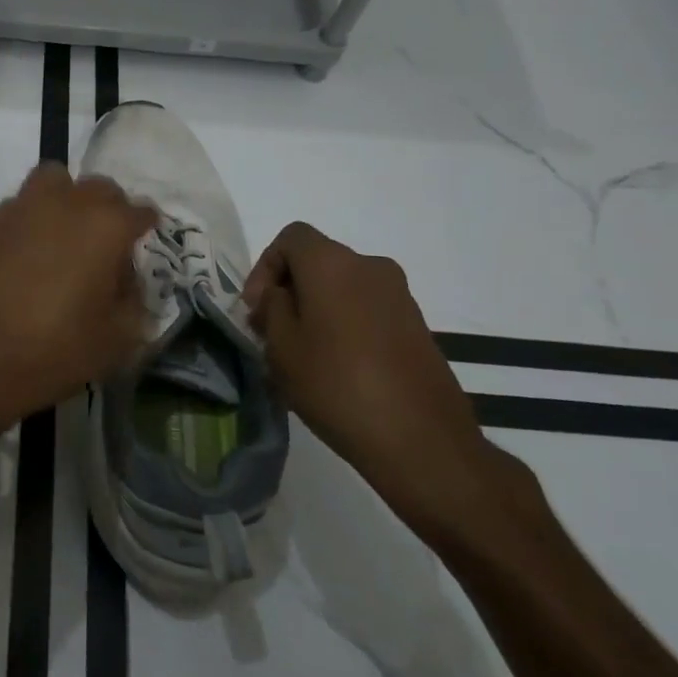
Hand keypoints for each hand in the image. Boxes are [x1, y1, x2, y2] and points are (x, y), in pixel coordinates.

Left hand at [0, 162, 156, 451]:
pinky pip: (24, 204)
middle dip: (110, 210)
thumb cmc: (53, 350)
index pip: (141, 212)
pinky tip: (30, 251)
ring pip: (56, 182)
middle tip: (105, 247)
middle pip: (100, 189)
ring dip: (68, 200)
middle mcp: (68, 202)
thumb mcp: (117, 339)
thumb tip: (126, 281)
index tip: (141, 249)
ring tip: (64, 237)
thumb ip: (134, 301)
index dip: (145, 230)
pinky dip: (34, 217)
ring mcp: (24, 206)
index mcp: (107, 225)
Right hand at [244, 222, 521, 537]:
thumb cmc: (337, 385)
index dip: (265, 266)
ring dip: (316, 308)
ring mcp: (399, 295)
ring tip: (301, 352)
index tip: (256, 308)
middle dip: (289, 289)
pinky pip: (366, 308)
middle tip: (271, 331)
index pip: (291, 237)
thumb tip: (279, 295)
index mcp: (333, 264)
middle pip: (317, 261)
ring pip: (342, 286)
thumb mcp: (283, 347)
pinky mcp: (416, 324)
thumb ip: (272, 308)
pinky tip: (335, 366)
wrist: (421, 439)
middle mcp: (370, 267)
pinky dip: (344, 323)